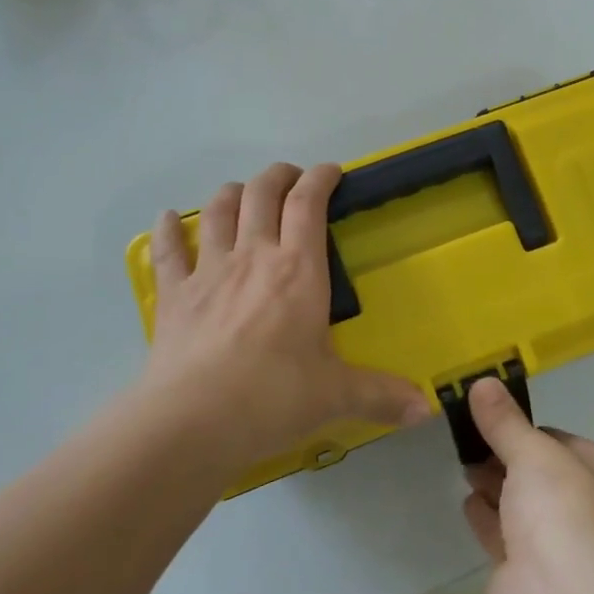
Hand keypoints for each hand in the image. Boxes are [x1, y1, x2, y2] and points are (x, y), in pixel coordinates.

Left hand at [144, 163, 430, 471]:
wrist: (192, 421)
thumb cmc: (273, 397)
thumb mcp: (335, 396)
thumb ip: (381, 396)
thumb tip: (426, 410)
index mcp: (298, 270)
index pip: (309, 204)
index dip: (320, 179)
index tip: (331, 172)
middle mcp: (253, 257)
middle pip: (262, 194)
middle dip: (278, 177)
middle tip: (291, 180)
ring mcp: (208, 271)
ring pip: (217, 211)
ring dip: (232, 193)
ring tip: (242, 193)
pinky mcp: (173, 295)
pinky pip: (168, 251)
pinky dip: (167, 230)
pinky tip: (166, 219)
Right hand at [462, 378, 593, 590]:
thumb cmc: (564, 508)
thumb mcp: (532, 452)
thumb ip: (505, 421)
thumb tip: (482, 382)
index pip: (567, 442)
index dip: (530, 432)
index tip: (495, 421)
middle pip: (546, 476)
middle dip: (509, 460)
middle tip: (473, 442)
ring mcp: (570, 548)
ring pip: (528, 507)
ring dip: (498, 487)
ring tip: (466, 466)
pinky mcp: (538, 578)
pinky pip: (510, 537)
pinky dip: (490, 519)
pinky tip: (469, 502)